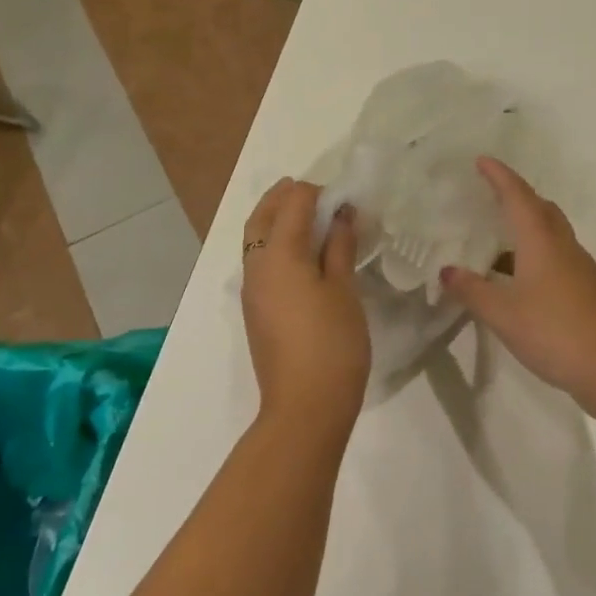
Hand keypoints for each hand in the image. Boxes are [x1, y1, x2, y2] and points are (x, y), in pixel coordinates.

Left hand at [241, 178, 370, 436]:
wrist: (305, 406)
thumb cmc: (332, 344)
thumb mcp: (344, 290)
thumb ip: (339, 247)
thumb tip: (341, 215)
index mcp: (279, 255)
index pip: (293, 204)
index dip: (316, 192)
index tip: (342, 196)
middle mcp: (256, 266)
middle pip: (262, 218)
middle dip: (282, 197)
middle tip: (309, 189)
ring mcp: (252, 291)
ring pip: (256, 240)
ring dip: (276, 220)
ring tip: (306, 216)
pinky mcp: (256, 311)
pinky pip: (259, 262)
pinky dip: (275, 244)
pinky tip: (300, 254)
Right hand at [440, 158, 595, 420]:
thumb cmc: (555, 333)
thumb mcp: (503, 315)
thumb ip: (473, 291)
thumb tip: (447, 270)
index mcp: (542, 243)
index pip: (518, 198)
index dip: (499, 177)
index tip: (482, 160)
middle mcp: (564, 248)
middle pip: (542, 210)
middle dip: (517, 197)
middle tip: (490, 196)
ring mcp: (581, 270)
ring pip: (552, 235)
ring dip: (527, 228)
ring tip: (497, 240)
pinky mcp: (588, 291)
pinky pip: (557, 258)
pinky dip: (535, 255)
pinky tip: (519, 279)